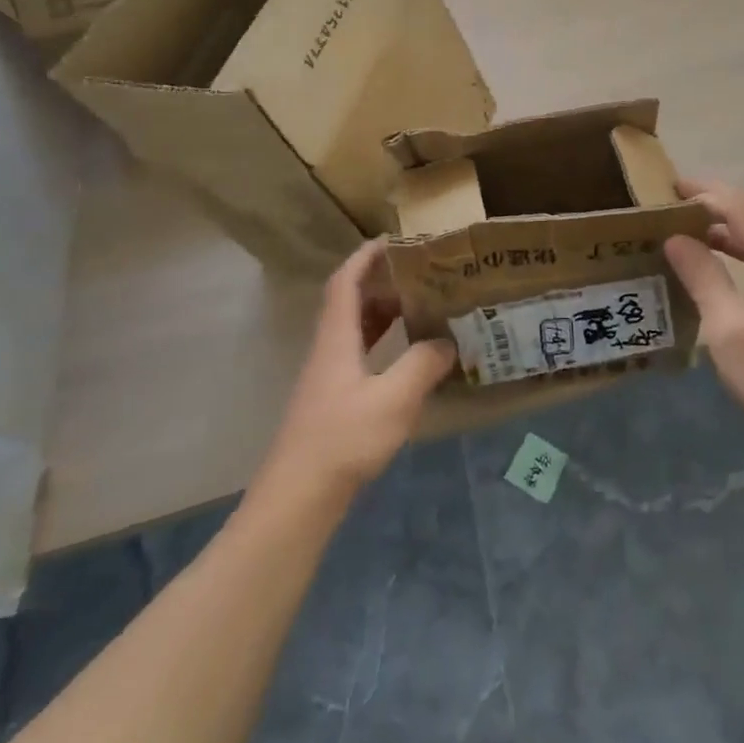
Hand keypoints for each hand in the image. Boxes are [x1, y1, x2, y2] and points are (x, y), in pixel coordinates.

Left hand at [262, 240, 456, 498]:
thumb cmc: (342, 441)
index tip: (392, 240)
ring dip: (384, 314)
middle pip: (351, 303)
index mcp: (336, 339)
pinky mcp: (332, 404)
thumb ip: (423, 365)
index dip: (365, 257)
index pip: (345, 282)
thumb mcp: (394, 400)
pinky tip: (407, 360)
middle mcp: (328, 351)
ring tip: (421, 308)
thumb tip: (447, 342)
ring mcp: (328, 380)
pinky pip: (360, 356)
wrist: (296, 502)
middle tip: (421, 275)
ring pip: (355, 331)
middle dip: (383, 283)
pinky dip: (383, 345)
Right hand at [664, 180, 743, 451]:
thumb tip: (675, 239)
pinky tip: (718, 263)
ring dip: (728, 225)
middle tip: (675, 201)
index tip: (670, 186)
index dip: (706, 191)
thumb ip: (703, 277)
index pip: (741, 206)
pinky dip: (740, 248)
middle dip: (716, 201)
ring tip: (688, 227)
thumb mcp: (727, 328)